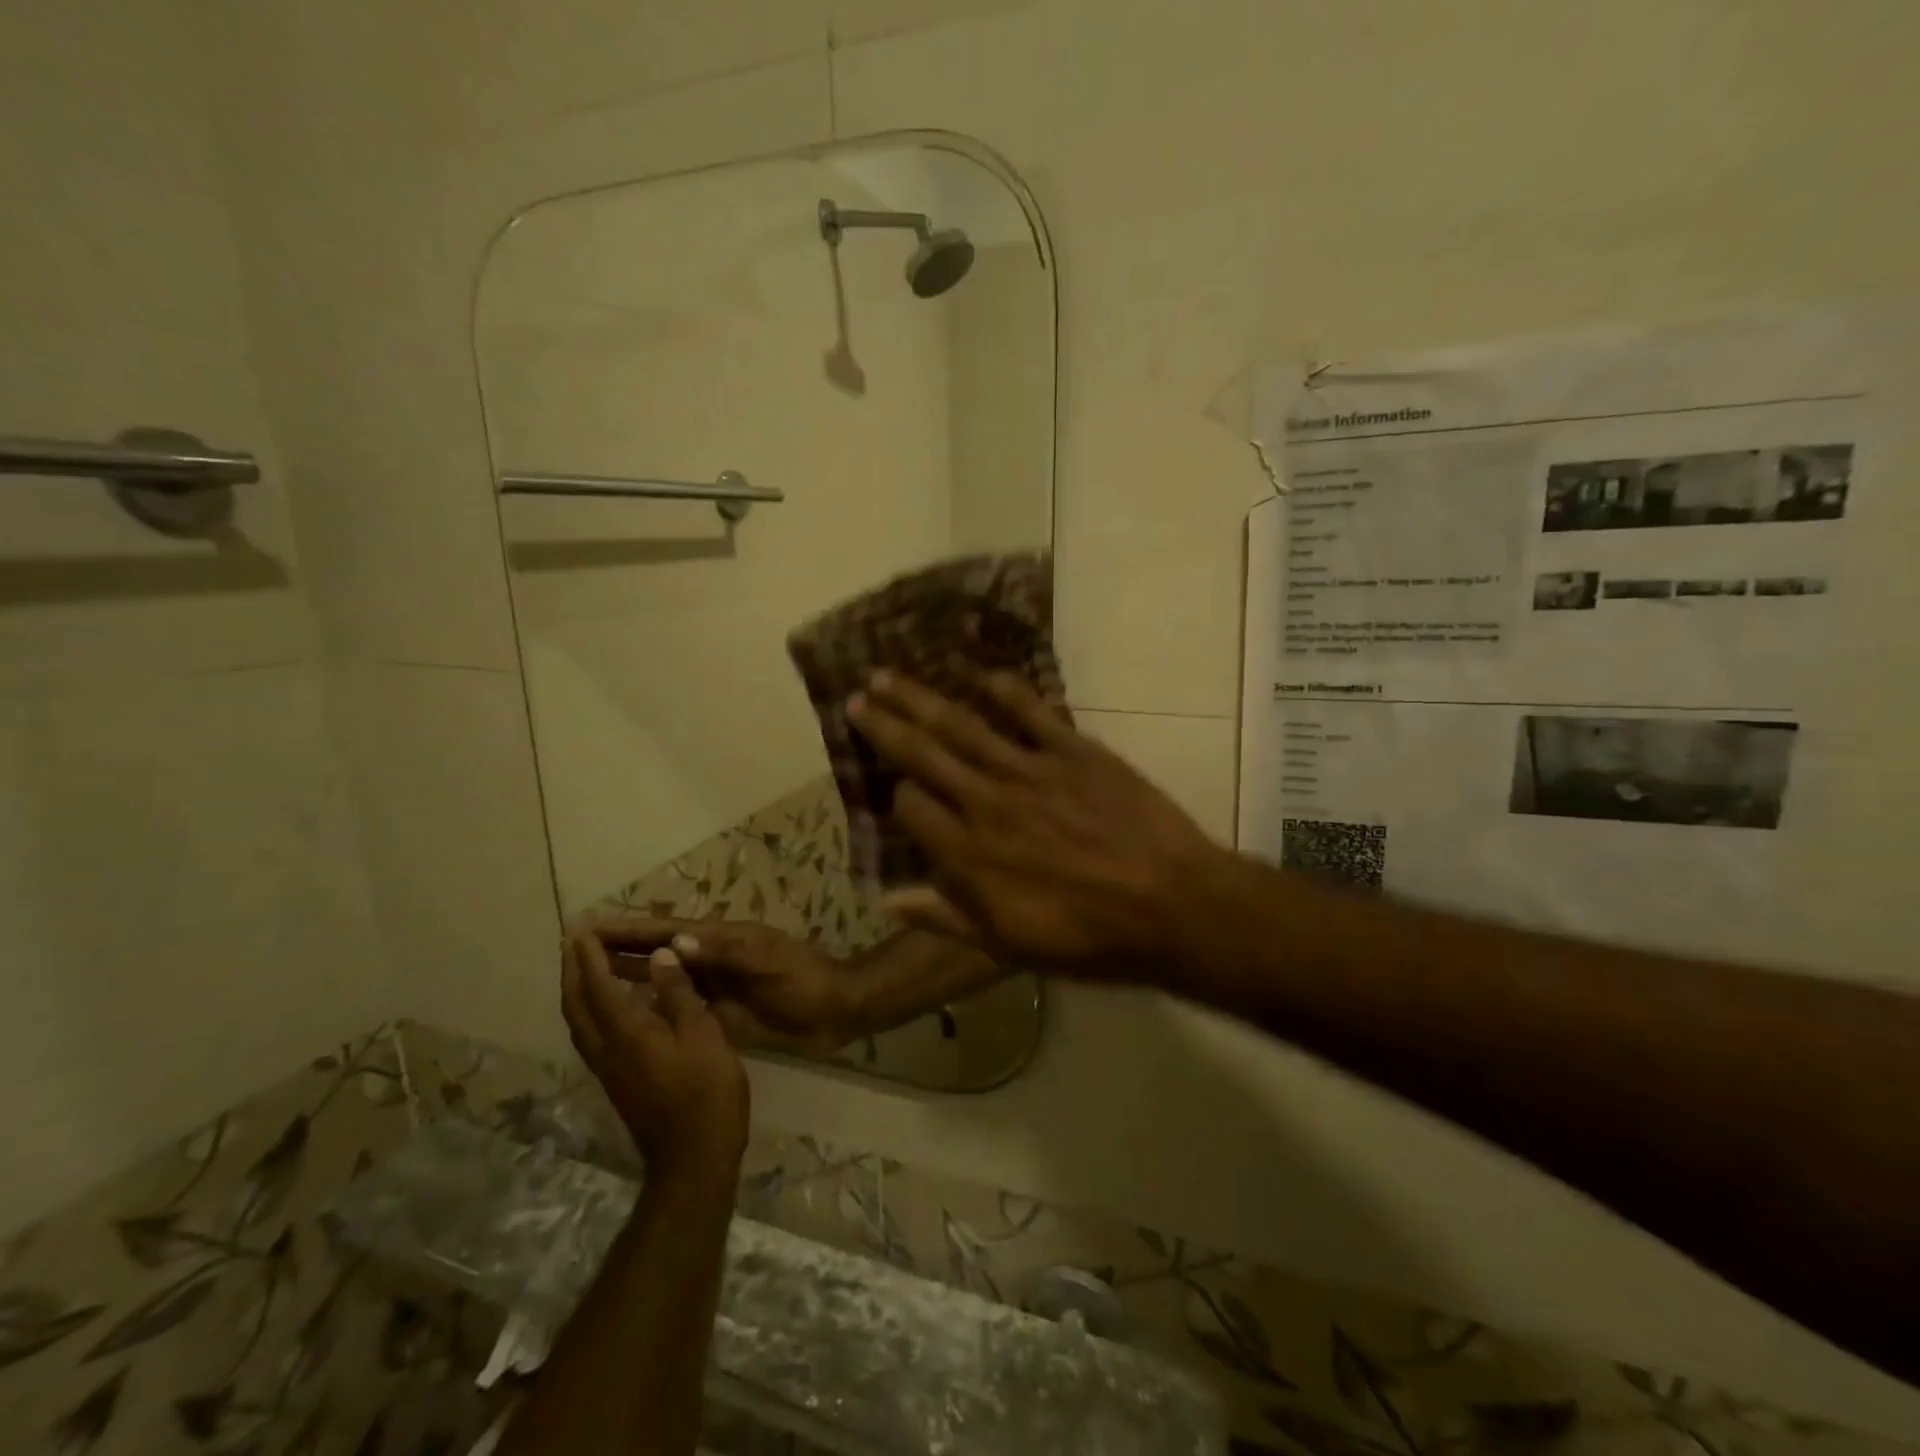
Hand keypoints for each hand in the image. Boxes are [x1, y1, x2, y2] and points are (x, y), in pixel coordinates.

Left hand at [561, 933, 749, 1187]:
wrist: (694, 1158)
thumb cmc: (706, 1090)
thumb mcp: (702, 1034)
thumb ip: (678, 993)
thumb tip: (659, 955)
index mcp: (627, 1032)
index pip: (598, 986)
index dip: (589, 956)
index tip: (581, 929)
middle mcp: (607, 1048)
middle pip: (577, 1004)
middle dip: (572, 970)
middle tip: (571, 941)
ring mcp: (609, 1069)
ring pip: (579, 1022)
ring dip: (575, 989)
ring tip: (580, 965)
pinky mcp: (618, 1081)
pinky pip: (590, 1035)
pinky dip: (588, 1010)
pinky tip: (606, 1006)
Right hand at [593, 918, 863, 1056]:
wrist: (835, 1009)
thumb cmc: (803, 979)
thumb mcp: (768, 959)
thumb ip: (725, 951)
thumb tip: (676, 941)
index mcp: (719, 940)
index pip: (663, 932)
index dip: (625, 930)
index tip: (584, 928)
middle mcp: (709, 959)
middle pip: (655, 952)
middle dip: (616, 949)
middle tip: (571, 952)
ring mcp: (713, 985)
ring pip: (661, 977)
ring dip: (628, 975)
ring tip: (586, 979)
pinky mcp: (719, 1011)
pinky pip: (676, 1004)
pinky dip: (650, 1005)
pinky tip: (626, 1016)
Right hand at [845, 669, 1235, 977]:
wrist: (1172, 907)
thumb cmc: (1089, 939)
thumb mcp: (1008, 947)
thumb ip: (945, 919)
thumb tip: (888, 900)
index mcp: (968, 855)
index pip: (910, 807)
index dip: (896, 796)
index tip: (896, 791)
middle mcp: (987, 803)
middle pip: (922, 754)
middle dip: (884, 725)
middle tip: (855, 697)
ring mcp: (1030, 771)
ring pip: (962, 726)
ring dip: (921, 699)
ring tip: (887, 675)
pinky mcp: (1073, 751)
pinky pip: (1030, 711)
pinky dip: (1003, 689)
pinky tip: (977, 672)